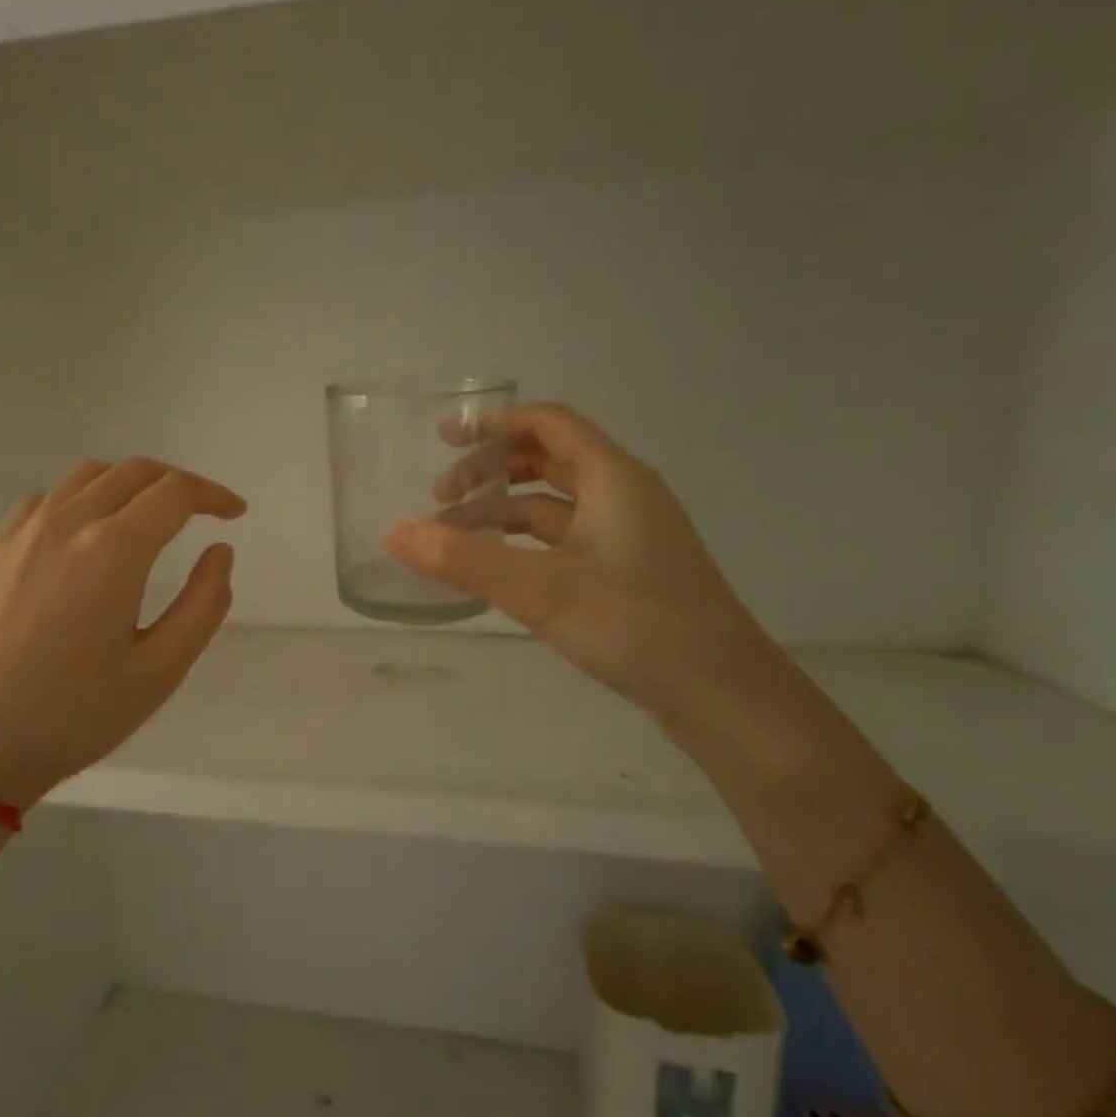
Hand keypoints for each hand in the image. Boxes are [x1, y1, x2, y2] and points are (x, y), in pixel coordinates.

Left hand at [0, 458, 245, 808]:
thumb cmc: (73, 717)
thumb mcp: (159, 671)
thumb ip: (203, 605)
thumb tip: (220, 551)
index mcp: (112, 550)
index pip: (174, 493)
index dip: (213, 495)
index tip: (235, 513)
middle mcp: (67, 523)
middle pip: (133, 472)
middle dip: (177, 483)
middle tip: (202, 511)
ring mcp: (23, 533)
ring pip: (88, 476)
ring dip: (130, 483)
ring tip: (149, 516)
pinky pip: (47, 498)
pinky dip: (82, 497)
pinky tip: (85, 533)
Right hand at [383, 402, 787, 725]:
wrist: (722, 694)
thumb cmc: (636, 625)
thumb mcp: (541, 589)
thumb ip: (464, 559)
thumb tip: (392, 532)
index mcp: (612, 477)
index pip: (547, 422)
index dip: (493, 422)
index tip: (444, 439)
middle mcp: (622, 494)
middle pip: (546, 459)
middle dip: (489, 470)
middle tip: (439, 496)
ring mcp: (626, 535)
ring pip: (552, 504)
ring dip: (501, 511)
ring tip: (452, 539)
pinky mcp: (625, 572)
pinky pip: (562, 539)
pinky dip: (522, 543)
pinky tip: (494, 570)